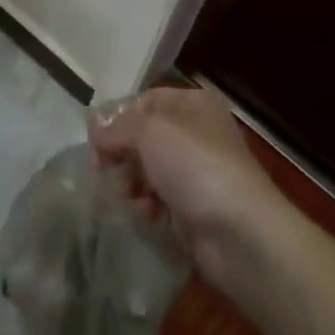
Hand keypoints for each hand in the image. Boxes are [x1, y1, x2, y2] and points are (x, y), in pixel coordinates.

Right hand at [88, 85, 285, 295]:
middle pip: (144, 137)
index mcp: (192, 104)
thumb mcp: (151, 132)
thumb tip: (94, 126)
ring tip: (126, 196)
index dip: (117, 118)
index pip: (144, 101)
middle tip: (103, 171)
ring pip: (149, 170)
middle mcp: (196, 133)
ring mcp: (196, 172)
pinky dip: (148, 206)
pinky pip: (159, 200)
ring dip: (131, 182)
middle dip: (122, 154)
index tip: (95, 142)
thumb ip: (118, 127)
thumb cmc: (195, 166)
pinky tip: (146, 215)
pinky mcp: (194, 208)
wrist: (240, 233)